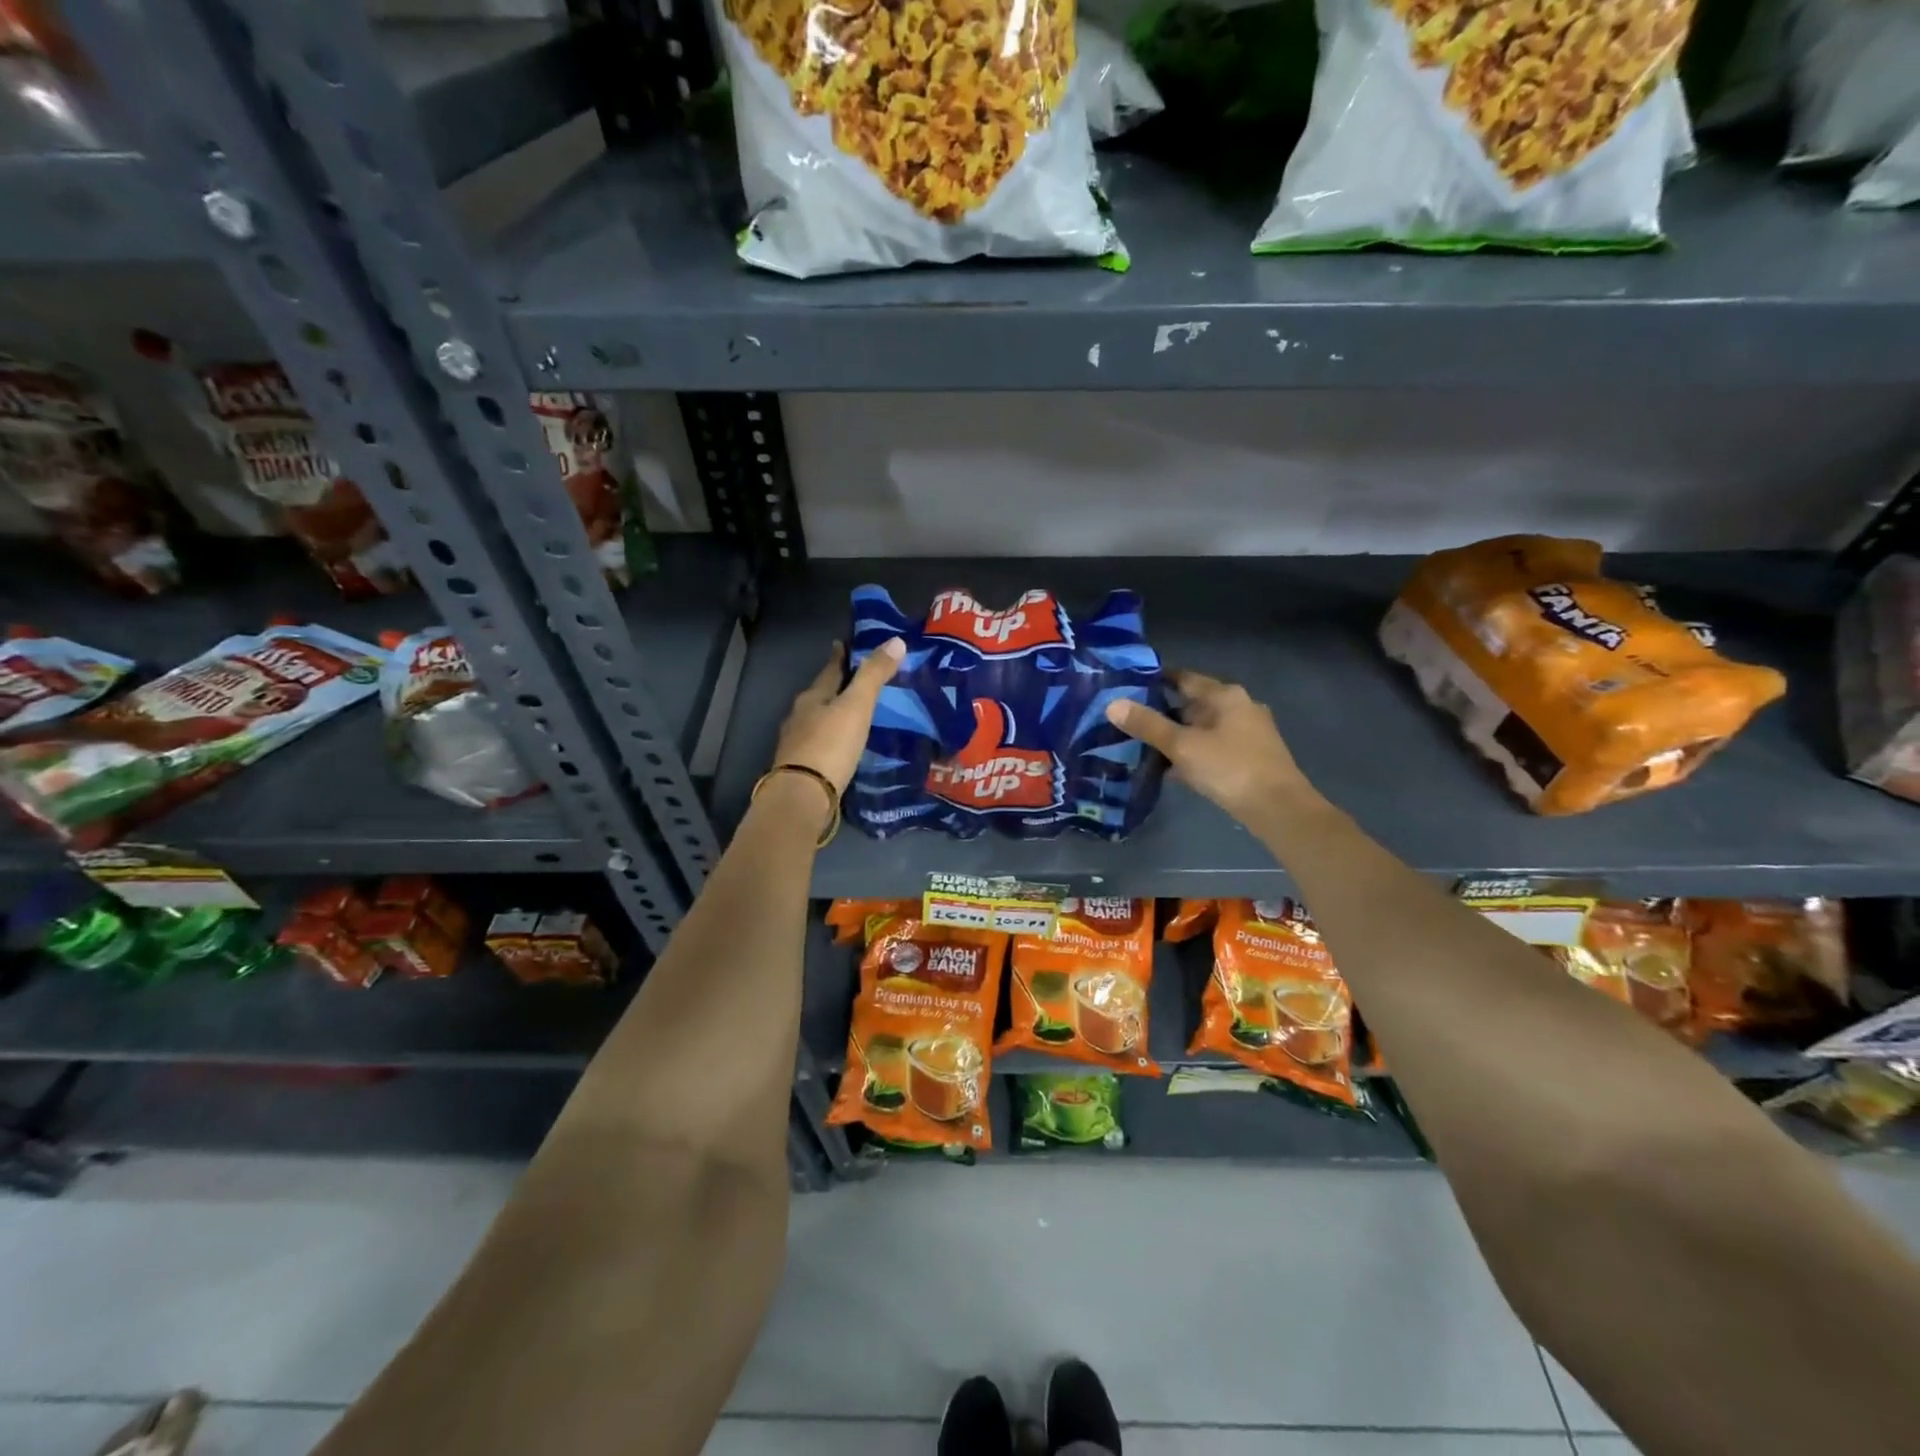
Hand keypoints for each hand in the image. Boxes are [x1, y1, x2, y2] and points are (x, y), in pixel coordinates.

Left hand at [771, 638, 904, 794]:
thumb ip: (874, 676)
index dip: (839, 656)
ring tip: (853, 716)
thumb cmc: (830, 745)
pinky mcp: (802, 768)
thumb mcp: (856, 706)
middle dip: (836, 688)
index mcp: (812, 697)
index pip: (829, 670)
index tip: (843, 644)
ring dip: (833, 716)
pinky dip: (832, 741)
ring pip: (817, 721)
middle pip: (820, 695)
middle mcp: (799, 717)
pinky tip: (843, 747)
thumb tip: (896, 640)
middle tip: (855, 682)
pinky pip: (820, 745)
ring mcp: (797, 744)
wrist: (803, 796)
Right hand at [1105, 669, 1318, 827]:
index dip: (1154, 681)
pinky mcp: (1250, 755)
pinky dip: (1193, 751)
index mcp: (1224, 695)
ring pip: (1203, 726)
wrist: (1278, 808)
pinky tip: (1172, 768)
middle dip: (1162, 711)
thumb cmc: (1229, 768)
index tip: (1126, 688)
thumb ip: (1147, 725)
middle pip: (1192, 702)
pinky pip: (1213, 745)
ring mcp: (1248, 732)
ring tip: (1143, 745)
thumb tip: (1112, 704)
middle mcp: (1239, 706)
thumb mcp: (1181, 746)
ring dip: (1177, 734)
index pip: (1183, 678)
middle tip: (1128, 720)